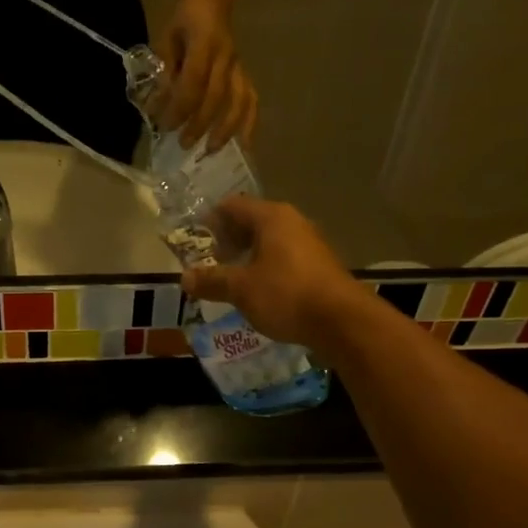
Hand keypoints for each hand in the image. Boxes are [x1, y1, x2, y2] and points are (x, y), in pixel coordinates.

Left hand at [155, 0, 257, 149]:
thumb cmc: (184, 21)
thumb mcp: (166, 40)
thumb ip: (164, 73)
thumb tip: (157, 107)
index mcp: (204, 44)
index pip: (193, 82)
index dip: (180, 107)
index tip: (165, 126)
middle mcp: (225, 57)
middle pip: (215, 97)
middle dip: (199, 124)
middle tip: (183, 144)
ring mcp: (239, 65)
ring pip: (238, 101)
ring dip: (226, 129)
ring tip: (212, 150)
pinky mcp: (245, 72)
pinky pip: (251, 99)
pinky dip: (250, 123)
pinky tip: (245, 144)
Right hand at [179, 196, 372, 358]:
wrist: (342, 321)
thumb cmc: (286, 294)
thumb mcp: (240, 289)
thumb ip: (211, 280)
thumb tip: (184, 278)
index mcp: (271, 217)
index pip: (233, 206)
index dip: (211, 219)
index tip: (195, 237)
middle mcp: (292, 222)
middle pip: (252, 222)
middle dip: (229, 240)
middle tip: (209, 260)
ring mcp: (310, 243)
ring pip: (270, 242)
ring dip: (248, 256)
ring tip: (230, 277)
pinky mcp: (319, 266)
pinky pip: (284, 258)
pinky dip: (266, 268)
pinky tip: (257, 290)